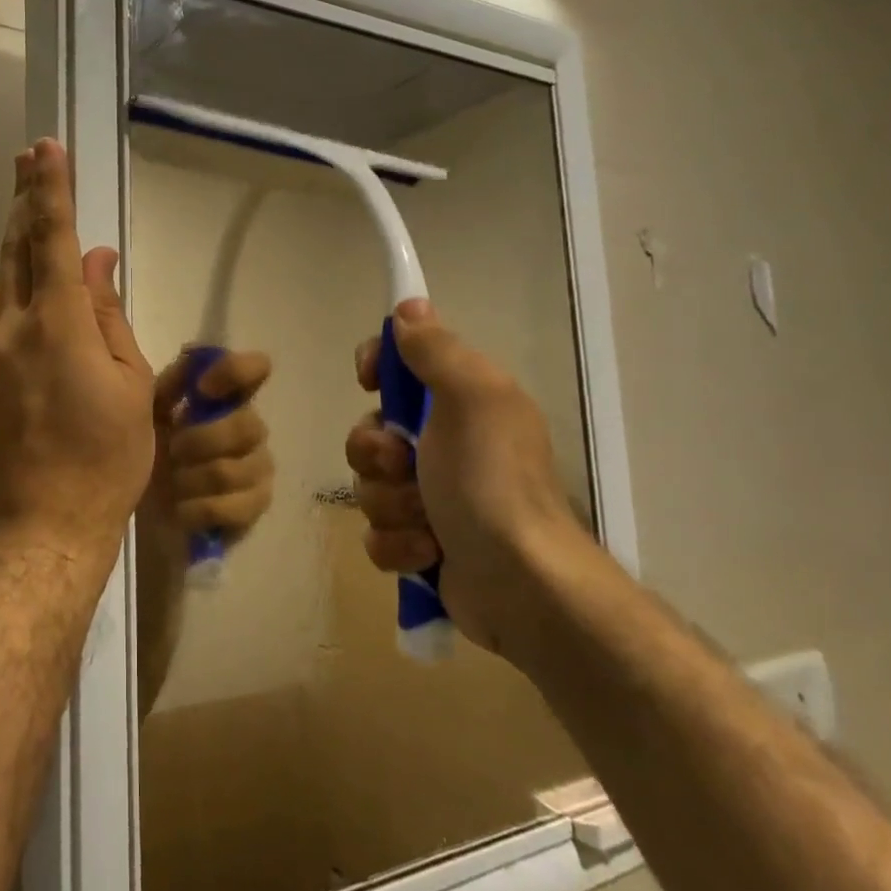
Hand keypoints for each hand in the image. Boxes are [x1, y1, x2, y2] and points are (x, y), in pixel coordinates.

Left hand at [0, 139, 155, 565]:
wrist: (41, 527)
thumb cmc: (106, 460)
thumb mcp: (130, 386)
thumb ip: (109, 316)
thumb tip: (99, 261)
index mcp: (57, 325)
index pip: (53, 239)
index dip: (51, 189)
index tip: (46, 148)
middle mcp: (10, 328)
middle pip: (14, 248)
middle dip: (23, 199)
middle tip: (25, 158)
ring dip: (14, 248)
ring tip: (31, 228)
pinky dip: (6, 293)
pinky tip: (20, 298)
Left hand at [138, 349, 274, 555]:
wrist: (140, 505)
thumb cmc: (148, 449)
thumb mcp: (149, 411)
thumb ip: (172, 384)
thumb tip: (192, 353)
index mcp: (226, 399)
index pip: (255, 369)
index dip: (235, 372)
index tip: (202, 389)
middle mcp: (250, 428)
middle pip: (246, 425)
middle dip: (199, 441)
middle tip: (172, 451)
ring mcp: (258, 468)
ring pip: (231, 470)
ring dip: (191, 479)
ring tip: (172, 483)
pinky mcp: (255, 506)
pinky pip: (233, 507)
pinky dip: (198, 509)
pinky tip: (182, 509)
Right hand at [345, 298, 581, 657]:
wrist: (522, 584)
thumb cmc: (492, 482)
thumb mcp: (471, 399)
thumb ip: (437, 350)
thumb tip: (409, 306)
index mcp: (462, 404)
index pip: (401, 365)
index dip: (377, 367)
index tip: (369, 380)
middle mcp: (445, 445)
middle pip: (370, 431)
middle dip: (375, 453)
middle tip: (404, 467)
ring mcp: (431, 498)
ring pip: (369, 485)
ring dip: (390, 504)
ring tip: (426, 522)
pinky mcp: (421, 545)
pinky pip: (377, 533)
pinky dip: (397, 544)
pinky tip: (426, 554)